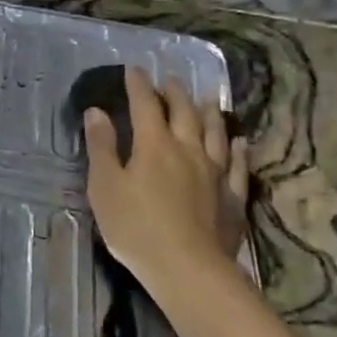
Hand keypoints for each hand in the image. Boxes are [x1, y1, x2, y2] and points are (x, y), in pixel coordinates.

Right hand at [83, 67, 249, 288]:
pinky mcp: (232, 197)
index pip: (145, 105)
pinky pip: (238, 165)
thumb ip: (101, 147)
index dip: (138, 85)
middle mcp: (188, 149)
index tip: (134, 69)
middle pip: (184, 113)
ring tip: (207, 100)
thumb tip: (97, 111)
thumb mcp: (105, 186)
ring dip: (209, 113)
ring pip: (215, 133)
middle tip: (170, 79)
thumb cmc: (135, 226)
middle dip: (175, 93)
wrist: (187, 267)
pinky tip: (239, 142)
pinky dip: (238, 150)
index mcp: (154, 145)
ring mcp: (215, 173)